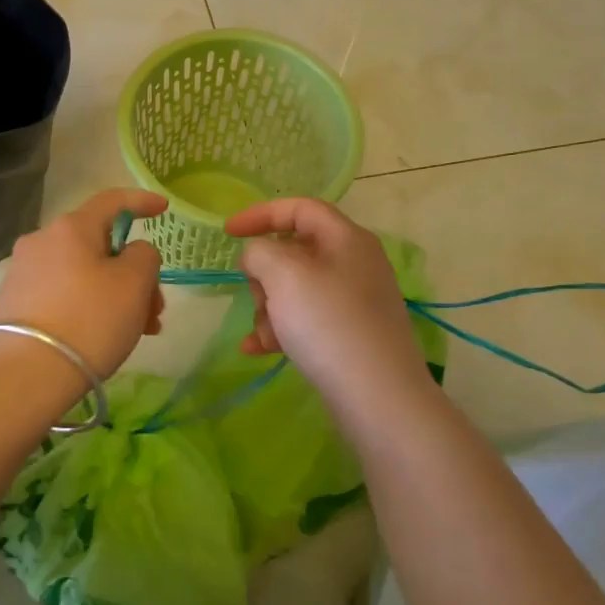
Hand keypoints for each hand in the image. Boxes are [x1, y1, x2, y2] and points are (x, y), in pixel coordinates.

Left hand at [0, 189, 166, 382]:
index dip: (142, 201)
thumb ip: (144, 256)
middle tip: (155, 310)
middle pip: (100, 246)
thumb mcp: (134, 284)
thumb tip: (130, 254)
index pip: (112, 200)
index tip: (164, 208)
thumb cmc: (89, 321)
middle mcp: (41, 241)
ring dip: (115, 296)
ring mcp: (23, 273)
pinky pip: (63, 295)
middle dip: (134, 274)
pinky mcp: (13, 303)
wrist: (25, 376)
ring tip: (136, 333)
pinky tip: (102, 339)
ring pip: (84, 275)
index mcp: (71, 227)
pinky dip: (89, 308)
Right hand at [226, 199, 439, 426]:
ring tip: (265, 334)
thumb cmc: (328, 323)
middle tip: (256, 295)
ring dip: (270, 307)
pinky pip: (305, 320)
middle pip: (294, 252)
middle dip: (264, 273)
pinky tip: (257, 349)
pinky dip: (280, 330)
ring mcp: (354, 301)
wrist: (377, 395)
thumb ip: (260, 252)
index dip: (261, 214)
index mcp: (346, 239)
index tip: (227, 233)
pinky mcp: (349, 334)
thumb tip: (258, 258)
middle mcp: (354, 264)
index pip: (300, 208)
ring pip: (295, 290)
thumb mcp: (284, 275)